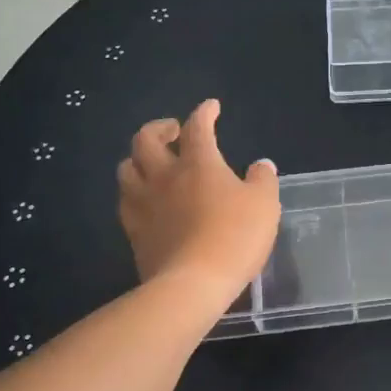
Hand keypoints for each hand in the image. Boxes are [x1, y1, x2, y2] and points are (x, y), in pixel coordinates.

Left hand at [117, 99, 279, 306]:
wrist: (193, 283)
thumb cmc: (235, 236)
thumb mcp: (264, 205)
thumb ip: (263, 180)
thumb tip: (260, 165)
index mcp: (198, 163)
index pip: (197, 127)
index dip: (204, 113)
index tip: (211, 108)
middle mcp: (164, 176)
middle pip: (146, 139)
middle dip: (159, 128)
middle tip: (173, 131)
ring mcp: (143, 204)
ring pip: (127, 168)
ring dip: (139, 159)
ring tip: (153, 163)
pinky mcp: (134, 232)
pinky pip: (126, 201)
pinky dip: (135, 192)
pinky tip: (146, 200)